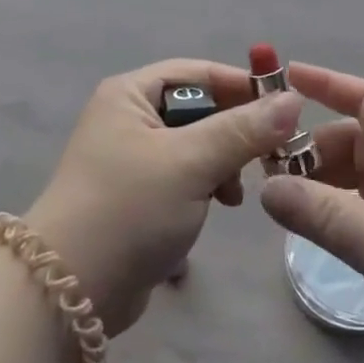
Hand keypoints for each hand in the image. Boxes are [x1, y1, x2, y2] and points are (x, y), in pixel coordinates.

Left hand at [27, 61, 302, 337]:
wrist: (70, 289)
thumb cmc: (129, 208)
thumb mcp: (190, 162)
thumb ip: (243, 130)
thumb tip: (293, 99)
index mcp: (129, 94)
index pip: (196, 73)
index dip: (239, 85)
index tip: (284, 107)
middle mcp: (126, 118)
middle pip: (196, 109)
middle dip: (233, 131)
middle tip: (269, 155)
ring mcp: (129, 159)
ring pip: (193, 146)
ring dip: (221, 163)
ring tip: (235, 193)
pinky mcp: (135, 197)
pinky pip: (182, 177)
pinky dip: (204, 187)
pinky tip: (218, 208)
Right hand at [260, 62, 363, 362]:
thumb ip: (321, 212)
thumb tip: (265, 189)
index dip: (329, 85)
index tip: (286, 77)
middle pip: (352, 142)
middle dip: (310, 146)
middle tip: (263, 162)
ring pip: (349, 180)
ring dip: (314, 182)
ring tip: (272, 194)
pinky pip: (352, 215)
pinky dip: (325, 213)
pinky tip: (298, 223)